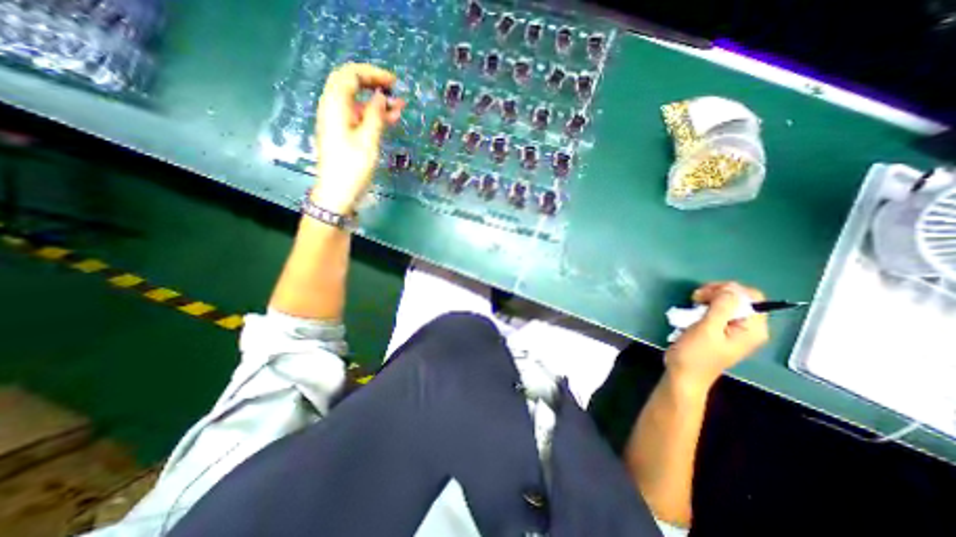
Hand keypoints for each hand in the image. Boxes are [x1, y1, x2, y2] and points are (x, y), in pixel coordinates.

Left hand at [313, 64, 404, 213]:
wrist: (337, 193)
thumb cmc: (352, 168)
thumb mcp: (368, 141)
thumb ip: (375, 115)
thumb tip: (381, 97)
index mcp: (335, 106)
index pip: (350, 76)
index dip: (372, 74)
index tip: (394, 82)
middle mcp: (333, 109)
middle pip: (351, 85)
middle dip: (374, 85)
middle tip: (396, 91)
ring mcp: (337, 122)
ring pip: (357, 103)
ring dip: (377, 103)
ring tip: (400, 108)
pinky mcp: (343, 135)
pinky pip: (359, 118)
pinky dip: (373, 116)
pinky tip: (390, 120)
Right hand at [666, 281, 766, 389]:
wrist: (683, 374)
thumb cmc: (695, 354)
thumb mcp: (708, 329)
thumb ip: (722, 307)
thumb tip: (730, 288)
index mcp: (753, 329)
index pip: (751, 297)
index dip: (728, 289)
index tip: (704, 293)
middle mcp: (748, 328)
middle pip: (739, 298)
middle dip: (717, 292)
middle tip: (695, 297)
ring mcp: (734, 329)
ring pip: (726, 302)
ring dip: (708, 298)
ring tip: (692, 303)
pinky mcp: (720, 330)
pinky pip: (717, 311)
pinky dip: (705, 307)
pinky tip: (693, 311)